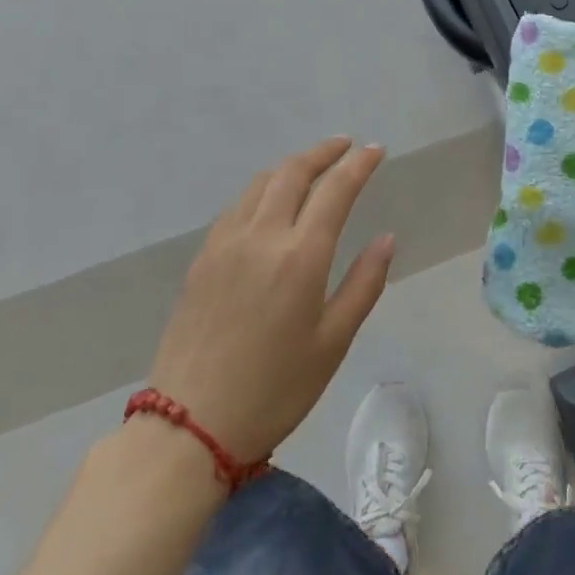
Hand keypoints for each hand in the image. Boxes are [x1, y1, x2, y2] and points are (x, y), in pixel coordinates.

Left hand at [148, 137, 394, 463]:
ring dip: (292, 166)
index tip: (375, 150)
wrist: (189, 428)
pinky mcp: (202, 258)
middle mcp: (262, 236)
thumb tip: (386, 239)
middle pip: (294, 172)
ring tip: (312, 168)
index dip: (359, 164)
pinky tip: (270, 204)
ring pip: (262, 182)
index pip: (335, 189)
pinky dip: (263, 189)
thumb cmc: (274, 390)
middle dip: (324, 151)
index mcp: (300, 256)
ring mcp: (226, 243)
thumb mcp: (332, 344)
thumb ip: (364, 284)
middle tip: (346, 146)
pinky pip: (237, 205)